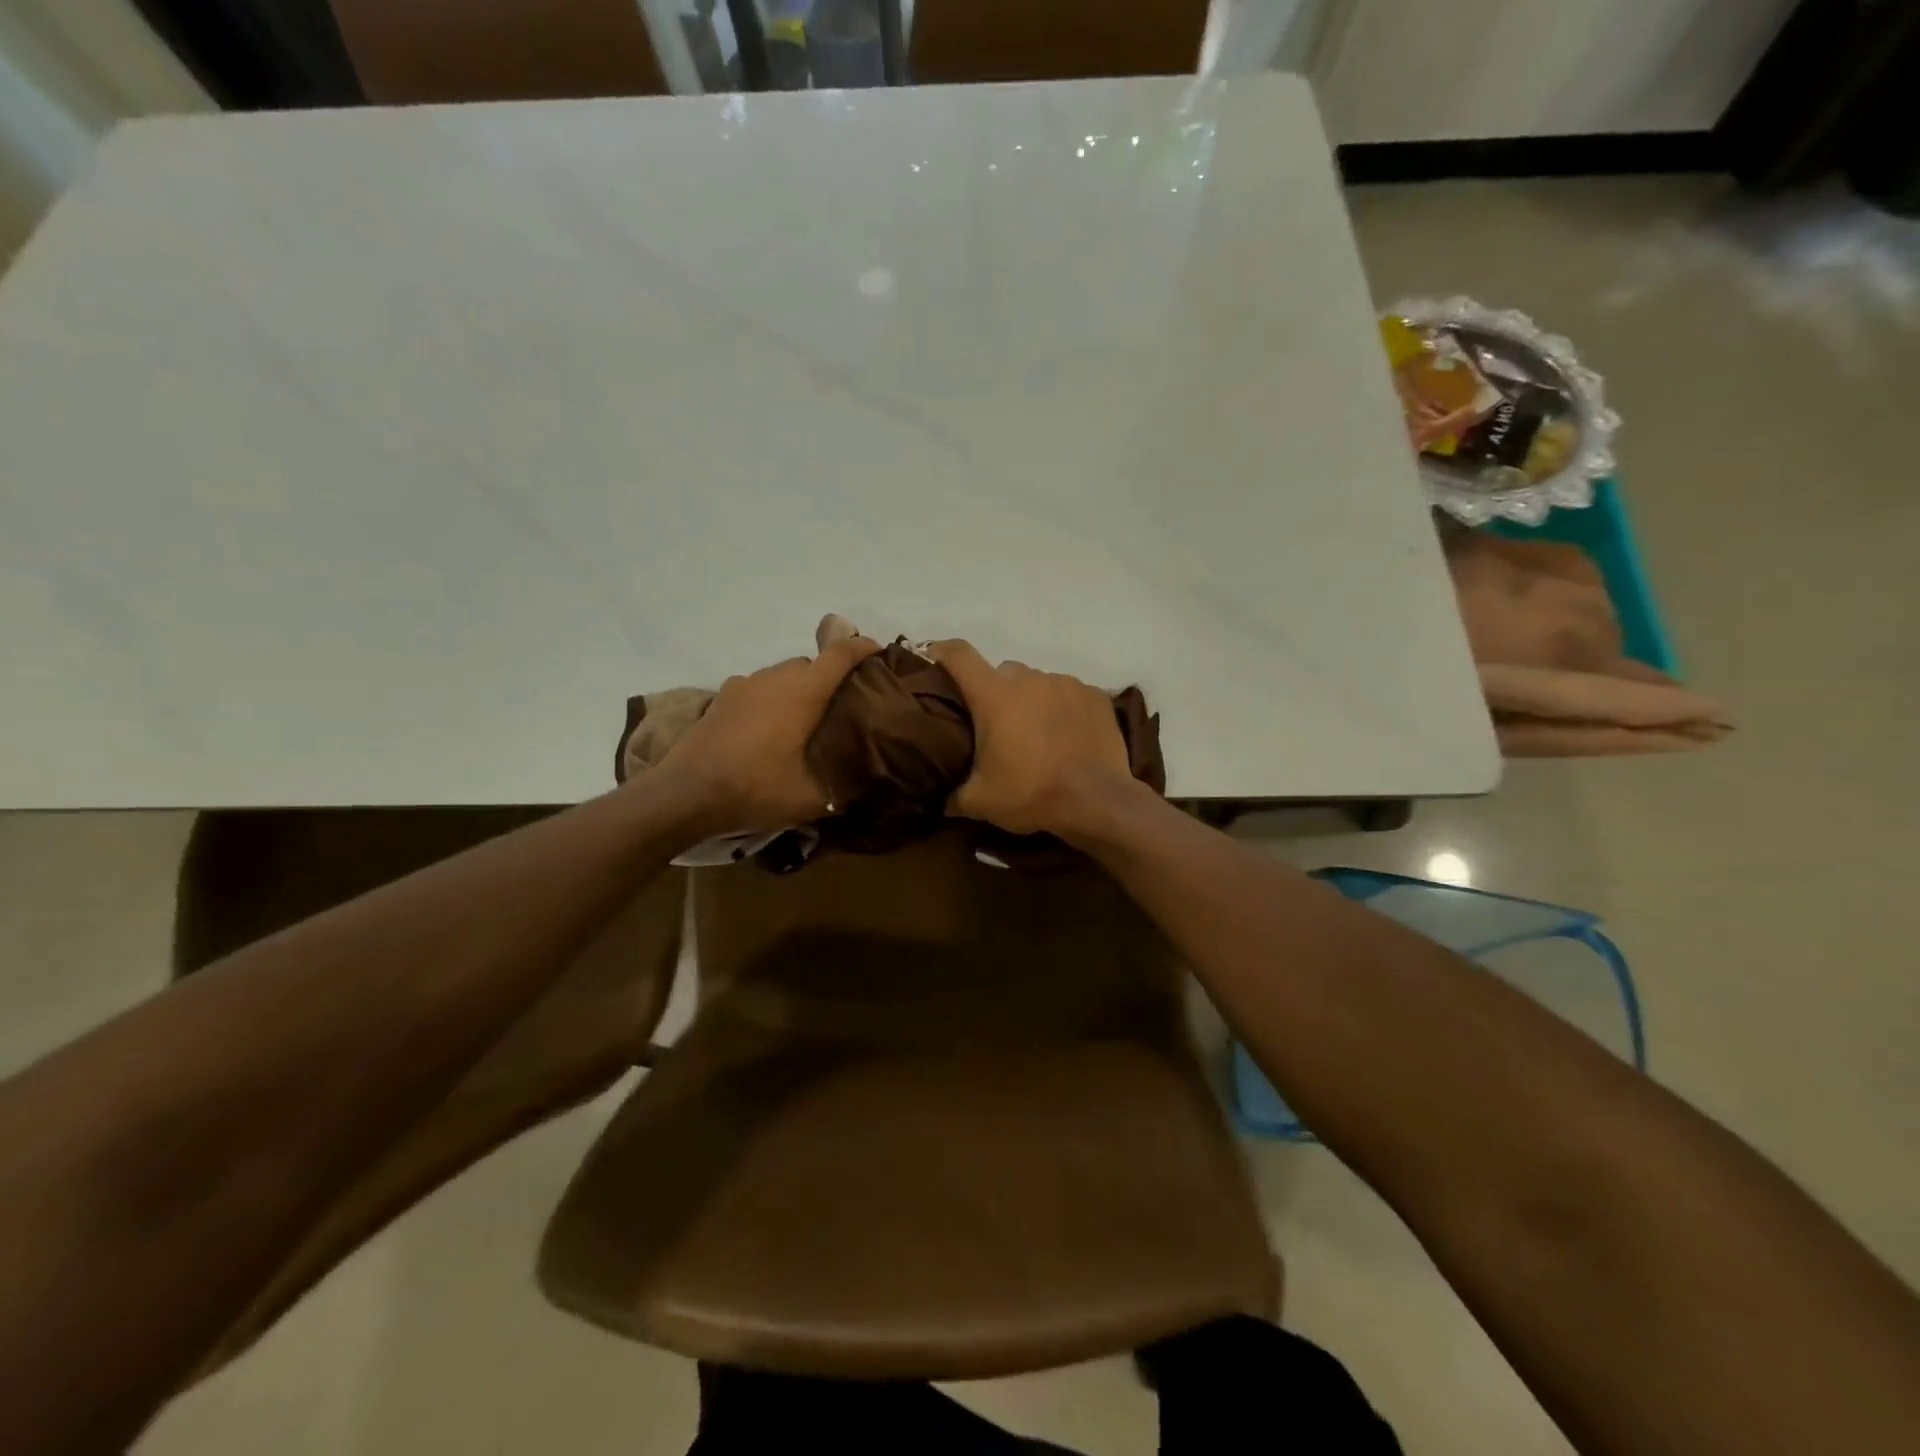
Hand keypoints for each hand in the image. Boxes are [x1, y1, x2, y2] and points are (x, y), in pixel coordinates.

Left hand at [658, 628, 877, 831]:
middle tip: (842, 705)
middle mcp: (775, 677)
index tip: (878, 652)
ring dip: (798, 689)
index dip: (863, 648)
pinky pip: (758, 689)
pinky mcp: (721, 698)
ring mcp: (744, 684)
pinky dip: (771, 700)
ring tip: (804, 721)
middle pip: (811, 664)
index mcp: (804, 691)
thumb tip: (866, 786)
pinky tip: (768, 729)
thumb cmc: (756, 787)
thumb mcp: (811, 798)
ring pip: (782, 676)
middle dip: (830, 677)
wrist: (686, 793)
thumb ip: (843, 788)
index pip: (840, 654)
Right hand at [930, 641, 1139, 838]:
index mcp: (994, 695)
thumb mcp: (980, 802)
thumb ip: (953, 796)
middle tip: (997, 726)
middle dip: (995, 693)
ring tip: (1037, 735)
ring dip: (1031, 701)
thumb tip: (941, 801)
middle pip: (1002, 672)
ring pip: (1038, 683)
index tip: (934, 659)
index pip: (959, 655)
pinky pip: (1069, 694)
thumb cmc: (1031, 794)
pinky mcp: (1095, 696)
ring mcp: (1066, 684)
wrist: (1097, 802)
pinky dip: (1063, 709)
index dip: (942, 652)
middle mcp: (1029, 679)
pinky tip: (1067, 736)